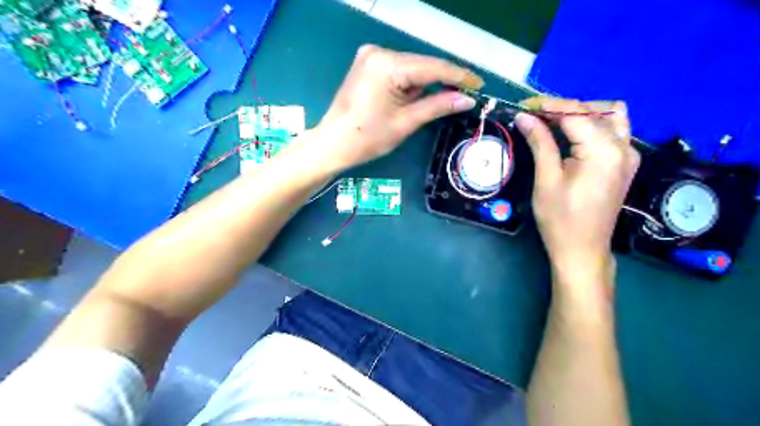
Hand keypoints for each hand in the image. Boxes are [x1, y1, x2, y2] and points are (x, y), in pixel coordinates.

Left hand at [313, 44, 479, 170]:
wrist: (332, 144)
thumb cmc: (367, 137)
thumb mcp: (406, 122)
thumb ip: (438, 106)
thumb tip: (467, 99)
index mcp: (388, 64)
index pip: (433, 67)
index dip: (459, 76)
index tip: (479, 85)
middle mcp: (379, 52)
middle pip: (422, 65)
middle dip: (442, 81)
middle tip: (464, 96)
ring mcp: (370, 56)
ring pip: (411, 68)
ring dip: (425, 85)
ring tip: (434, 104)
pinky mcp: (367, 65)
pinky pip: (398, 71)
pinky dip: (410, 84)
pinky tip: (413, 99)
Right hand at [516, 97, 640, 291]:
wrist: (582, 250)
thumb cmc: (560, 219)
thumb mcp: (546, 180)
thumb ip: (540, 143)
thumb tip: (525, 117)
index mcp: (604, 151)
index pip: (576, 114)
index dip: (548, 106)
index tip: (523, 106)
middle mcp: (624, 147)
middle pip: (594, 111)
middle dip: (562, 108)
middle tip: (534, 116)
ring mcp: (629, 155)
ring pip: (610, 116)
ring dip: (583, 113)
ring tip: (554, 123)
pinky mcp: (625, 164)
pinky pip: (614, 131)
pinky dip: (593, 125)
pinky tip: (573, 135)